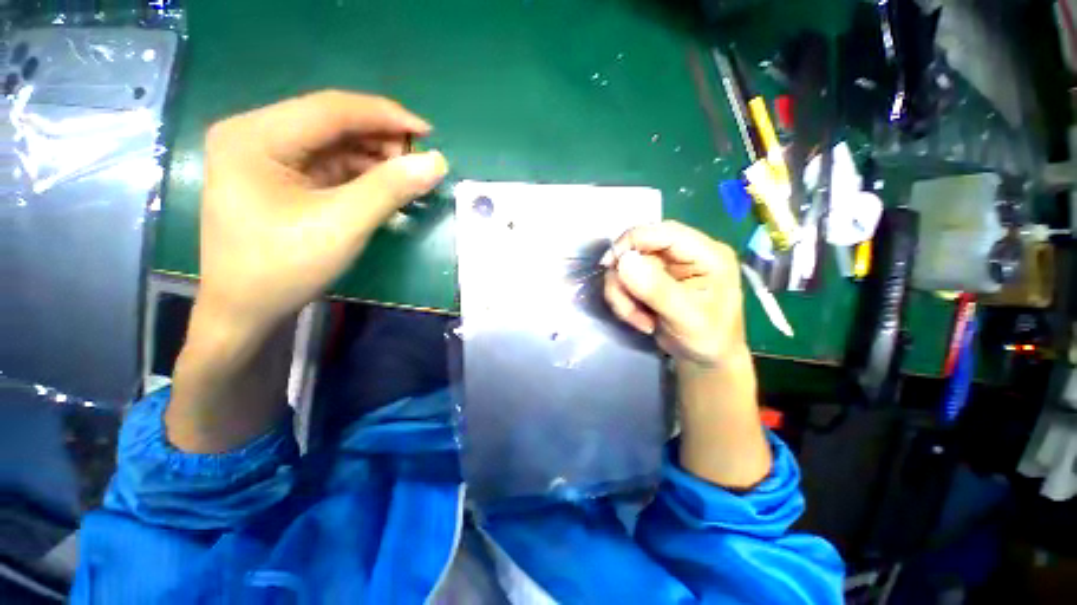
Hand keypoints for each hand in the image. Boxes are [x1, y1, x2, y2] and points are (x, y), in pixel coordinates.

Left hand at [198, 90, 447, 339]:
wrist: (244, 309)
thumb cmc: (284, 267)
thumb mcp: (343, 225)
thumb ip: (390, 188)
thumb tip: (436, 162)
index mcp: (256, 136)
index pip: (331, 109)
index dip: (385, 116)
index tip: (429, 133)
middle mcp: (255, 134)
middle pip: (331, 123)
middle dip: (380, 139)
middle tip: (419, 164)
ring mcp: (265, 156)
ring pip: (333, 144)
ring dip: (373, 157)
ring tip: (407, 177)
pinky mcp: (279, 178)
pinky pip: (328, 165)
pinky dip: (360, 174)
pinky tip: (384, 186)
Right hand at [602, 221, 747, 368]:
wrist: (703, 360)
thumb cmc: (708, 339)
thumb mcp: (686, 318)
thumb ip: (657, 289)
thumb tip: (624, 261)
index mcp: (706, 253)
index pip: (662, 231)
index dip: (631, 242)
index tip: (610, 265)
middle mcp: (684, 253)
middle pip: (638, 247)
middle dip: (625, 278)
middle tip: (627, 307)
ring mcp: (666, 267)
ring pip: (625, 267)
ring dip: (623, 295)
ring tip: (639, 319)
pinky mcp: (651, 279)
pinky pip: (624, 282)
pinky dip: (624, 301)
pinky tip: (639, 319)